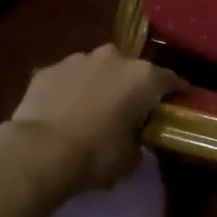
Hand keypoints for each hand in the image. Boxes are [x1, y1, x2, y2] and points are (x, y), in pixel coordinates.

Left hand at [7, 45, 181, 196]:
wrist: (39, 151)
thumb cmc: (95, 155)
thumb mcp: (131, 157)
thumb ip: (139, 139)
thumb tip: (135, 137)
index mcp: (143, 77)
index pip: (171, 80)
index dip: (176, 92)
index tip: (177, 102)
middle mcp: (115, 58)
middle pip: (132, 70)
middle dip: (132, 86)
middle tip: (128, 109)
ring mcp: (80, 59)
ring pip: (98, 69)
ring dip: (100, 84)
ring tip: (92, 110)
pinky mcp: (50, 68)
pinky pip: (69, 77)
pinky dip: (71, 89)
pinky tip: (64, 111)